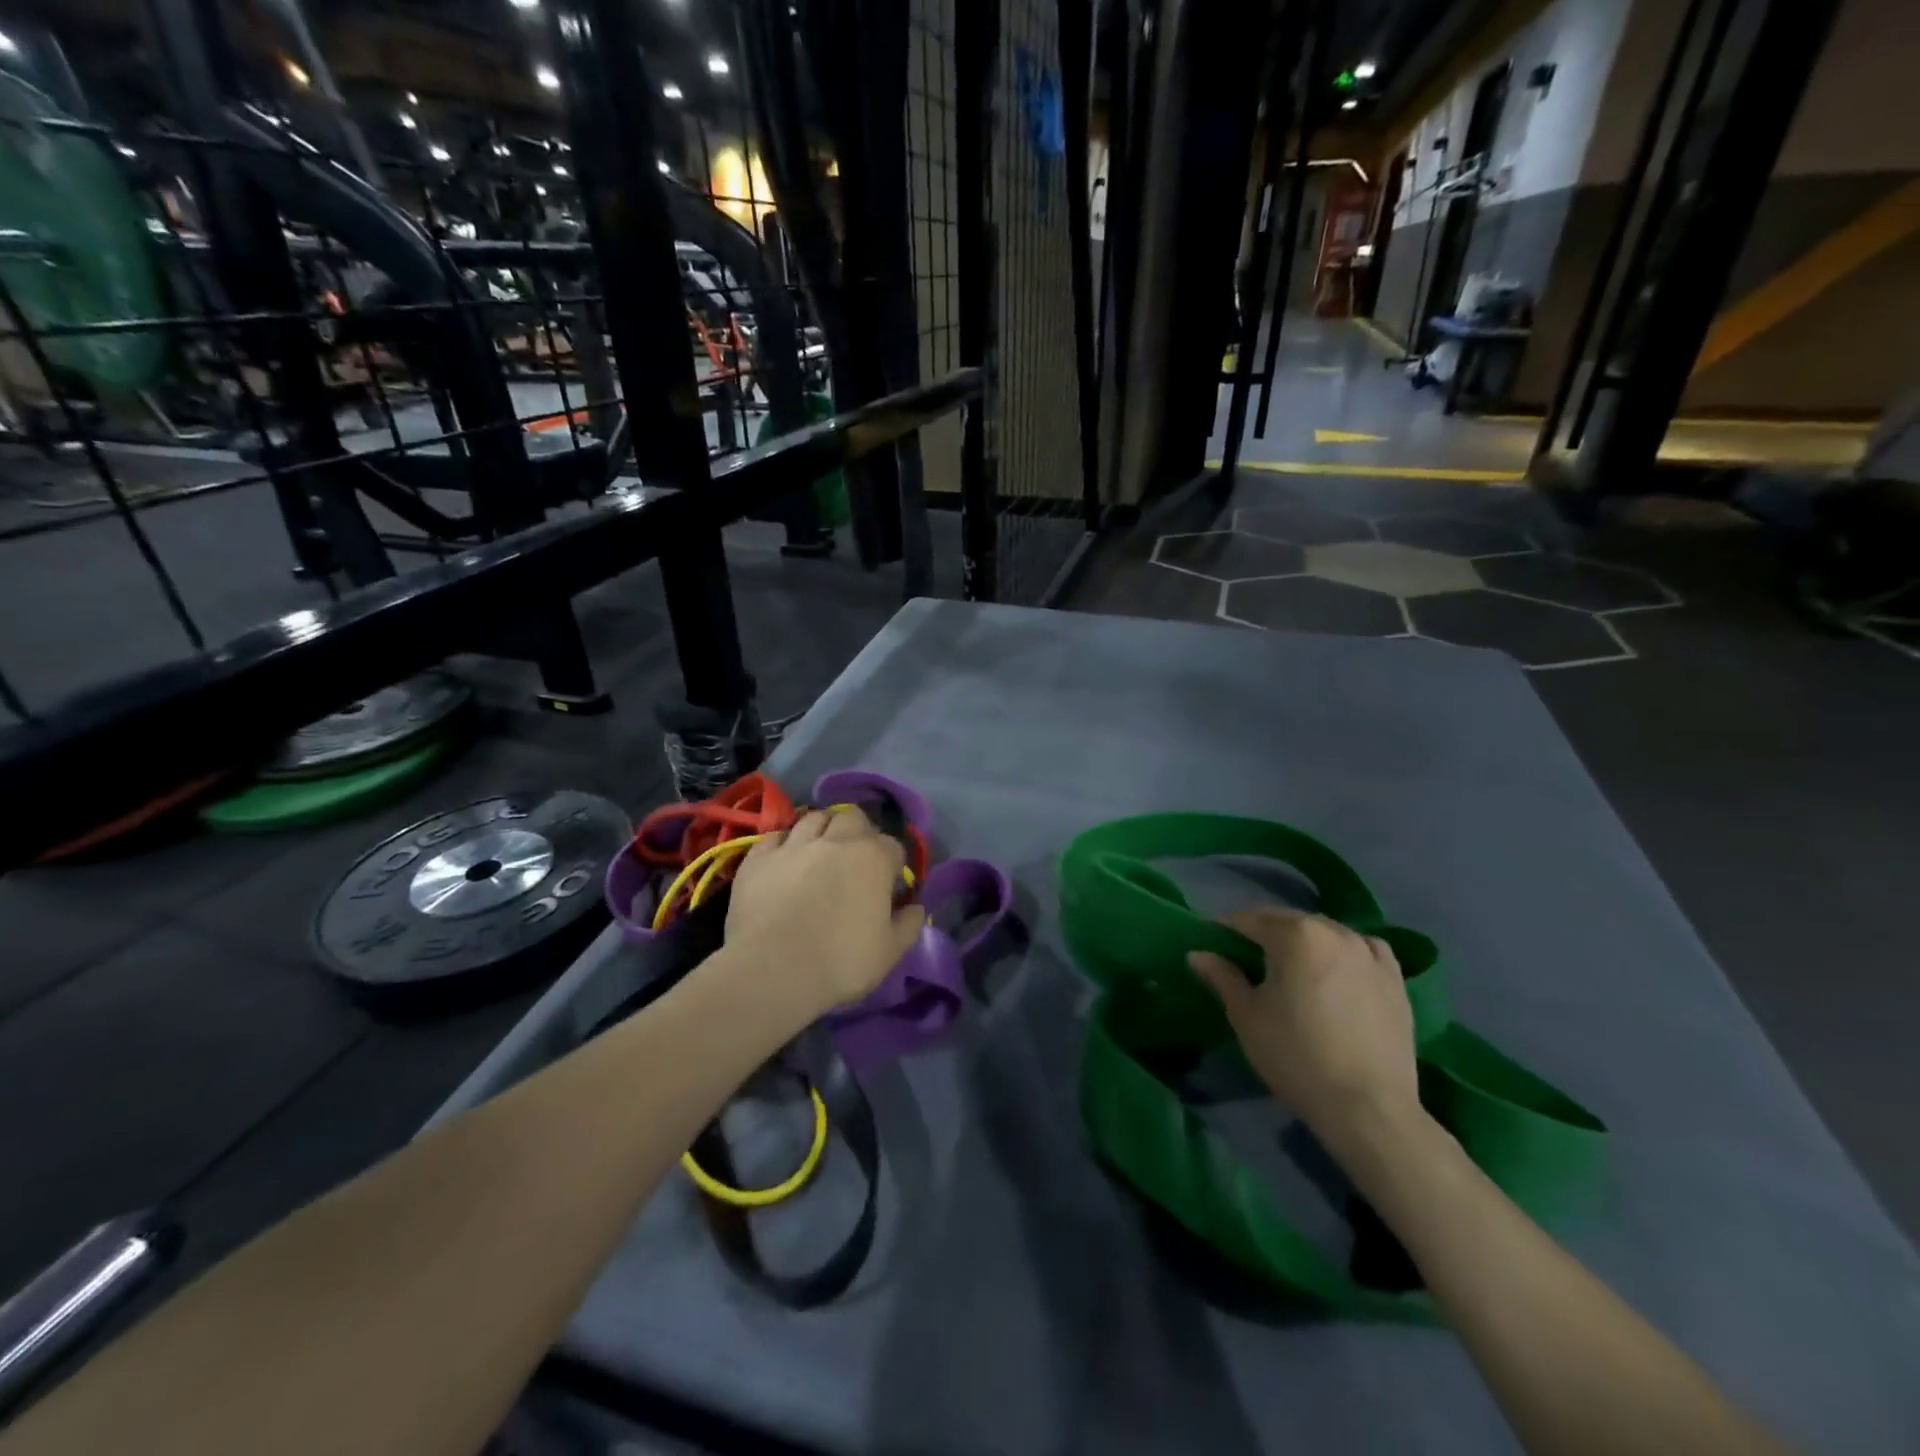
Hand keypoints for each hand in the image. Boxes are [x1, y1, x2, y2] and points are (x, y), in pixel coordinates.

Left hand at [724, 808, 925, 1016]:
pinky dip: (784, 844)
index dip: (893, 865)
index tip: (889, 886)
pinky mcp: (758, 858)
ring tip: (820, 852)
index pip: (894, 846)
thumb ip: (909, 924)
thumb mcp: (890, 952)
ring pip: (813, 818)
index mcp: (873, 858)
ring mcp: (794, 845)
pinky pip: (775, 837)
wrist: (772, 971)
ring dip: (822, 830)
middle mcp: (836, 841)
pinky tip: (784, 861)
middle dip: (858, 832)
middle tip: (854, 859)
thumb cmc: (840, 962)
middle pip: (853, 817)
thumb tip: (916, 907)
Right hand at [1186, 907, 1419, 1148]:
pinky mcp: (1394, 977)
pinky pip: (1363, 949)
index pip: (1248, 920)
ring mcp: (1369, 952)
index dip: (1226, 931)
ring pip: (1325, 932)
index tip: (1215, 947)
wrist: (1367, 1107)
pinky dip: (1344, 951)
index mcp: (1294, 935)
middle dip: (1264, 933)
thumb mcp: (1246, 1015)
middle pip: (1288, 921)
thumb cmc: (1295, 1056)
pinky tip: (1338, 970)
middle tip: (1247, 959)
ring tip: (1292, 968)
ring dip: (1304, 941)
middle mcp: (1333, 931)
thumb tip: (1197, 954)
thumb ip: (1222, 976)